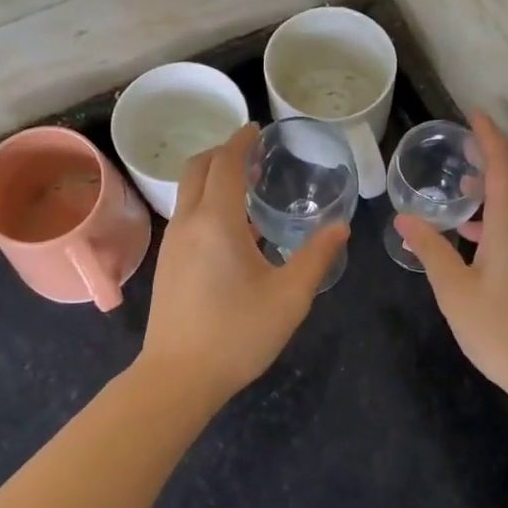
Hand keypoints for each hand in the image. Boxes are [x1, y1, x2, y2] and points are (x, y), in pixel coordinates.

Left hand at [140, 123, 347, 398]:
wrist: (178, 378)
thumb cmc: (237, 333)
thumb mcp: (289, 297)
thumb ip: (316, 256)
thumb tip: (340, 227)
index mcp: (217, 221)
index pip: (225, 163)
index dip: (241, 142)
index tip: (257, 130)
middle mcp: (188, 223)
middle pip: (197, 169)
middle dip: (222, 152)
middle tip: (252, 153)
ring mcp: (173, 243)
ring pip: (188, 192)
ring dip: (212, 177)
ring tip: (246, 185)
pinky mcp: (168, 263)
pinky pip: (186, 215)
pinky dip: (206, 201)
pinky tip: (233, 228)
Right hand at [395, 112, 507, 399]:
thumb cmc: (502, 331)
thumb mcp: (455, 291)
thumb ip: (430, 250)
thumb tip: (404, 218)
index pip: (503, 166)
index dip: (489, 138)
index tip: (475, 115)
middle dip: (493, 158)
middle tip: (465, 147)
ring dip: (498, 189)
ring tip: (466, 191)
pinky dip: (505, 215)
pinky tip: (480, 237)